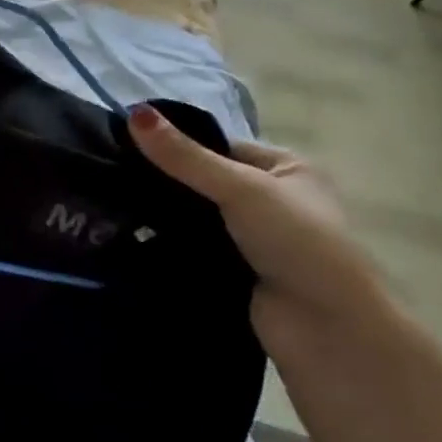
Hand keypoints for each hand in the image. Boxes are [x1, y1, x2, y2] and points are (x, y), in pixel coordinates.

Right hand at [127, 104, 391, 346]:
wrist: (327, 329)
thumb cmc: (297, 242)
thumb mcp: (240, 188)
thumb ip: (184, 156)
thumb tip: (133, 112)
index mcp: (290, 170)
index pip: (222, 147)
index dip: (180, 147)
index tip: (129, 148)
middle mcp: (275, 201)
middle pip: (207, 183)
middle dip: (168, 184)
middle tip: (115, 179)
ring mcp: (257, 240)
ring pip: (198, 217)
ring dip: (167, 217)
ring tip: (114, 206)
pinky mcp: (239, 272)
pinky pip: (196, 248)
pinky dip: (172, 245)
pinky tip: (134, 238)